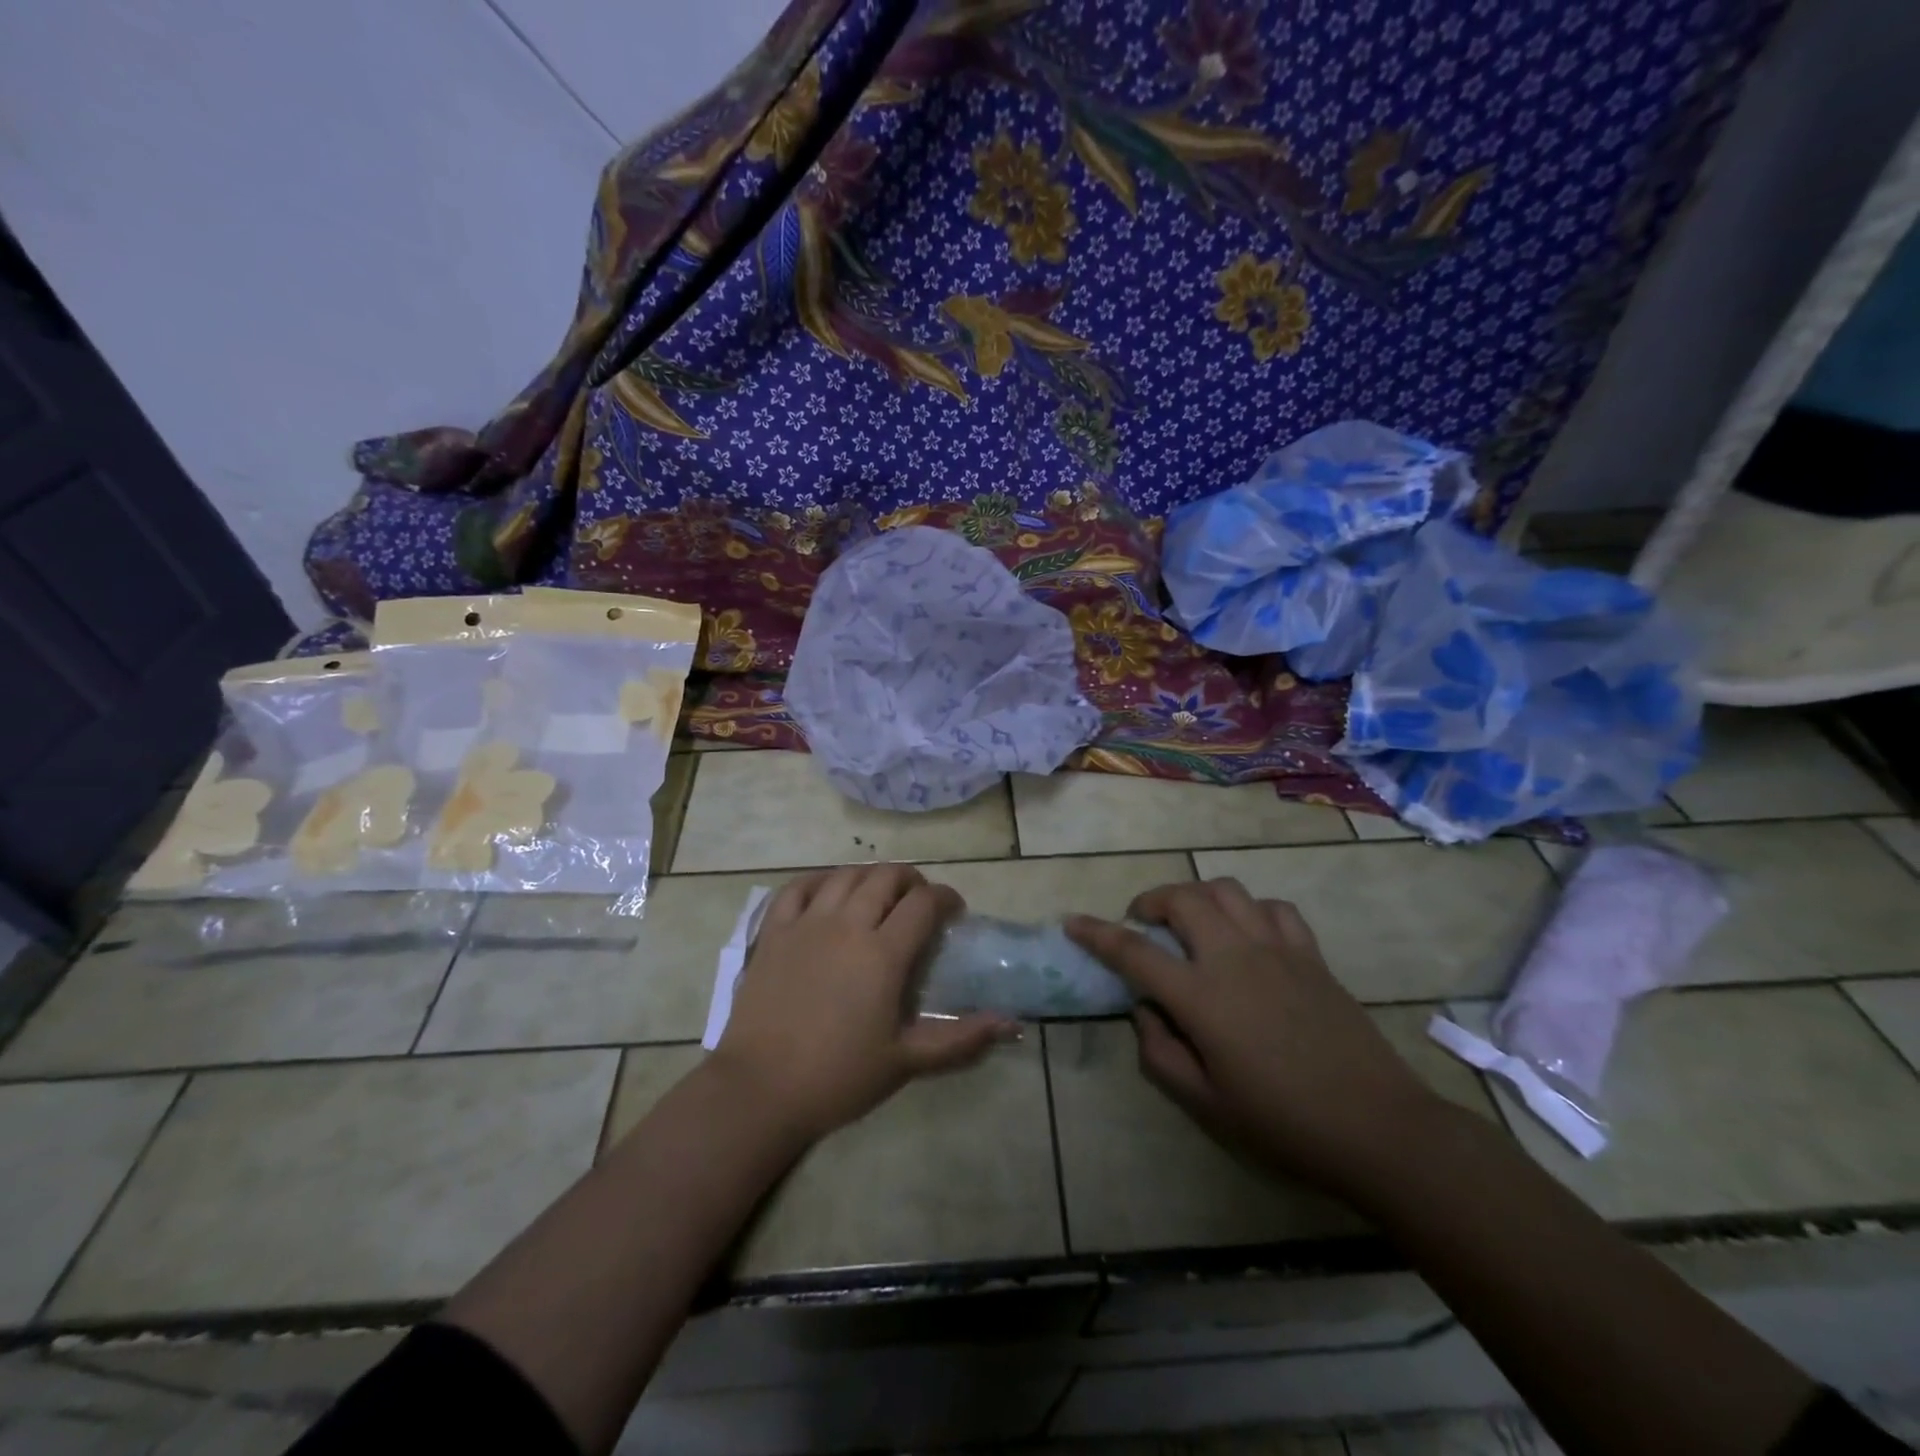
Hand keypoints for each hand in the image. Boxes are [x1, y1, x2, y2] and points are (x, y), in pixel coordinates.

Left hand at [711, 863, 1013, 1143]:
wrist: (761, 1090)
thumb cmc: (839, 1077)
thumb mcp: (906, 1061)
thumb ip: (961, 1038)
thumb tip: (1011, 1023)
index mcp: (883, 953)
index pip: (924, 903)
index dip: (946, 898)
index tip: (954, 912)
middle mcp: (848, 924)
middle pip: (886, 877)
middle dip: (911, 881)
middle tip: (919, 902)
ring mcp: (806, 923)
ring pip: (846, 876)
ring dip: (870, 876)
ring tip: (879, 893)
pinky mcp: (774, 932)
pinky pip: (798, 887)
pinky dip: (820, 880)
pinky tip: (829, 890)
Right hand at [1068, 879, 1449, 1199]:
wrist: (1378, 1128)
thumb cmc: (1283, 1124)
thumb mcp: (1206, 1103)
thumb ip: (1161, 1053)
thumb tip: (1144, 1011)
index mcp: (1201, 997)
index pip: (1133, 951)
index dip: (1096, 933)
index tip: (1072, 922)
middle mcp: (1233, 957)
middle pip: (1181, 899)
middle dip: (1150, 900)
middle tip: (1142, 922)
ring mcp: (1276, 949)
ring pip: (1226, 890)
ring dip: (1197, 896)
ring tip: (1190, 920)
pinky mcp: (1310, 954)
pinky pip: (1273, 908)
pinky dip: (1249, 909)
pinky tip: (1247, 933)